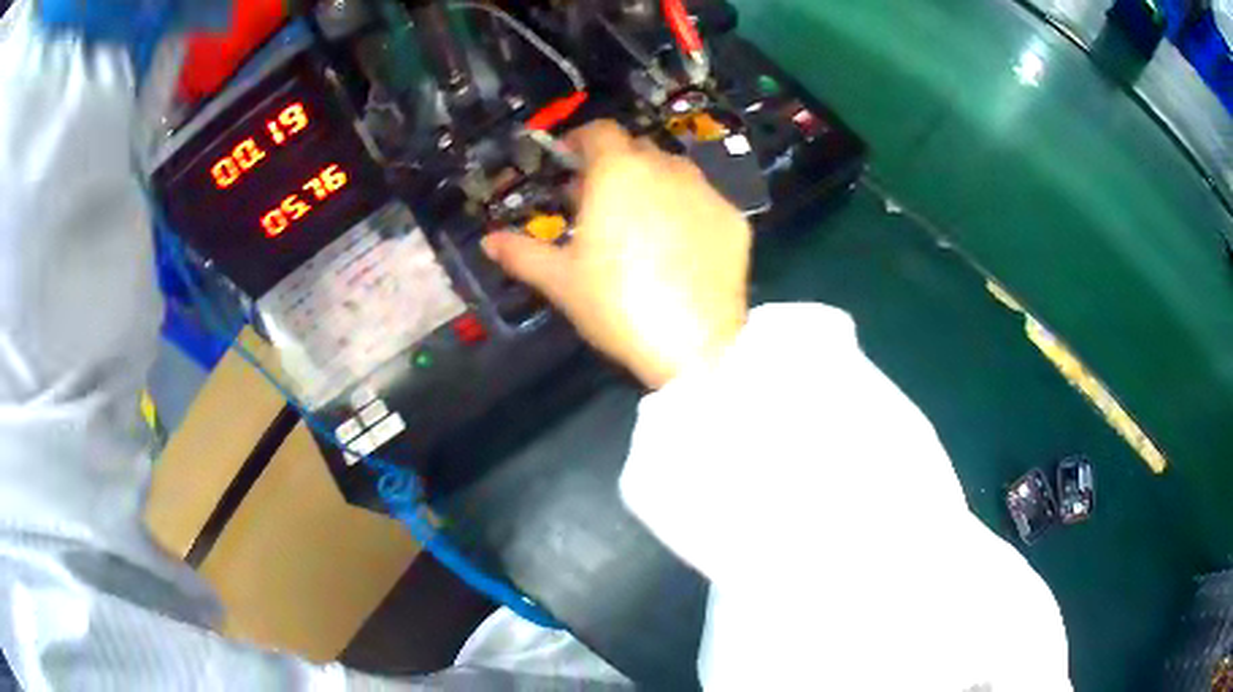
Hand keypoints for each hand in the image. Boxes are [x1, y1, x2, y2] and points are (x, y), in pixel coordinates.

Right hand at [482, 121, 752, 388]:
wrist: (695, 345)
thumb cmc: (617, 304)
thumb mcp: (561, 281)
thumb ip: (521, 253)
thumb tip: (488, 240)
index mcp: (619, 172)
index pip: (600, 132)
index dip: (581, 139)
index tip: (569, 158)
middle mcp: (667, 168)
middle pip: (637, 150)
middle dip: (614, 165)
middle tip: (599, 198)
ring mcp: (707, 192)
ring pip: (674, 172)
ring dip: (652, 183)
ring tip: (640, 220)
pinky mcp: (735, 219)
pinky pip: (704, 202)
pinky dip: (687, 210)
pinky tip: (680, 245)